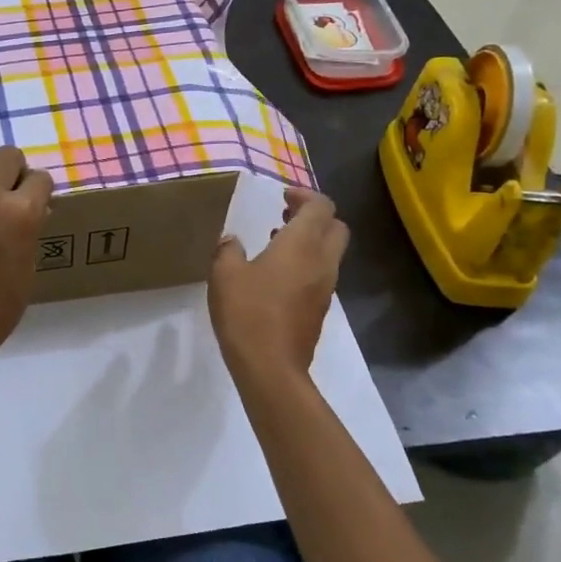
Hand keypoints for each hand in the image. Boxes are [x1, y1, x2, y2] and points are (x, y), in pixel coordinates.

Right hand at [209, 187, 348, 382]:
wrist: (270, 366)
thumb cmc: (247, 312)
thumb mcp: (224, 274)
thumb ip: (228, 250)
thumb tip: (232, 240)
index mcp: (301, 244)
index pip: (321, 206)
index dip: (304, 195)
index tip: (282, 197)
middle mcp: (322, 261)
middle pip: (336, 227)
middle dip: (315, 216)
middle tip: (285, 216)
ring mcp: (326, 287)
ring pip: (331, 252)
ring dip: (311, 241)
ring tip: (276, 244)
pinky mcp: (320, 308)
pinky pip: (322, 274)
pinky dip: (307, 264)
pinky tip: (277, 276)